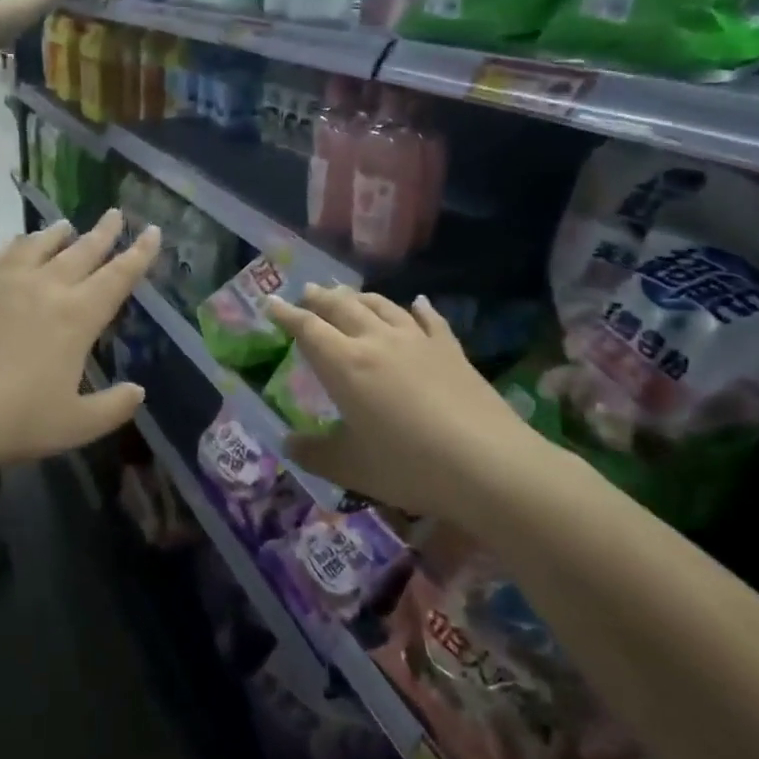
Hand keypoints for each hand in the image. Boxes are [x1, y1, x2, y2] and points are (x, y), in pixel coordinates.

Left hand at [0, 209, 159, 479]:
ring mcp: (3, 281)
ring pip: (38, 245)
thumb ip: (113, 408)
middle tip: (116, 212)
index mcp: (77, 316)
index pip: (118, 276)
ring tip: (66, 224)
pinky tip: (13, 246)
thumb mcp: (74, 425)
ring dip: (57, 233)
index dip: (139, 254)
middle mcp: (45, 287)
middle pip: (82, 250)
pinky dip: (14, 245)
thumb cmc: (12, 420)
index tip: (153, 230)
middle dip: (104, 232)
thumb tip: (138, 391)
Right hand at [266, 285, 558, 522]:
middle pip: (342, 308)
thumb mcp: (351, 467)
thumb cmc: (409, 466)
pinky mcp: (451, 350)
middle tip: (307, 291)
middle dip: (321, 298)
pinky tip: (417, 302)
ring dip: (360, 297)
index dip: (286, 314)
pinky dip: (418, 308)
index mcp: (345, 365)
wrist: (488, 464)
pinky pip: (429, 319)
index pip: (308, 329)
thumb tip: (288, 444)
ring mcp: (417, 341)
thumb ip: (314, 453)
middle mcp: (377, 342)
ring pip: (382, 307)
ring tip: (348, 294)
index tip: (271, 302)